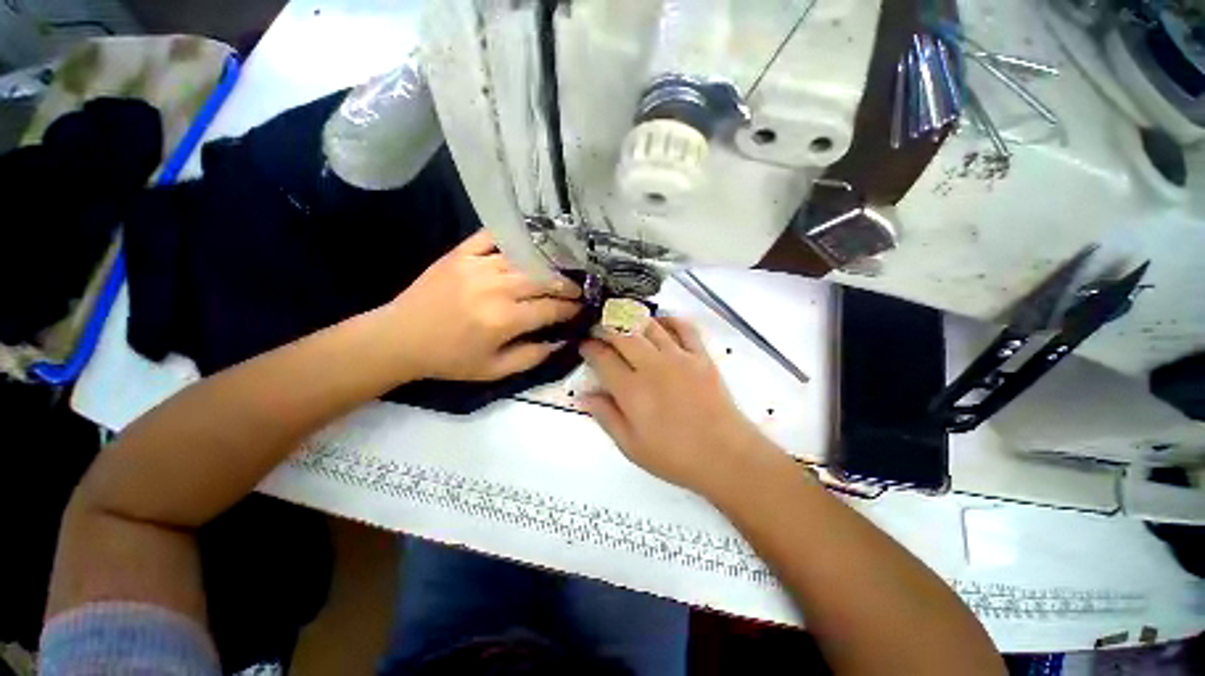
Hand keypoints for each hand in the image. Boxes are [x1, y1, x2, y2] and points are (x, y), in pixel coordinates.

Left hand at [388, 231, 581, 380]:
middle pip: (542, 280)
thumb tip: (561, 341)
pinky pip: (492, 237)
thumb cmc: (450, 359)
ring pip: (524, 259)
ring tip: (558, 271)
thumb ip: (532, 357)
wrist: (401, 338)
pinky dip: (512, 238)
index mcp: (504, 320)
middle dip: (566, 285)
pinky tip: (527, 244)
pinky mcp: (461, 254)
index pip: (550, 309)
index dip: (570, 309)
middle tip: (577, 290)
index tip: (581, 309)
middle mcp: (496, 288)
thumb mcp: (494, 370)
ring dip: (546, 265)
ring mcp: (477, 266)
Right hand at [580, 317, 773, 497]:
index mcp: (632, 390)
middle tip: (598, 330)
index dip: (589, 348)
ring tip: (622, 320)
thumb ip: (606, 416)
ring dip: (631, 319)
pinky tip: (661, 321)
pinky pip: (684, 327)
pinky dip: (670, 319)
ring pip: (649, 325)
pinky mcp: (700, 355)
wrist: (725, 455)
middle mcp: (652, 366)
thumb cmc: (674, 456)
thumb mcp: (631, 446)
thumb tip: (584, 394)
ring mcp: (679, 357)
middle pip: (622, 334)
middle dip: (604, 327)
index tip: (583, 345)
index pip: (602, 358)